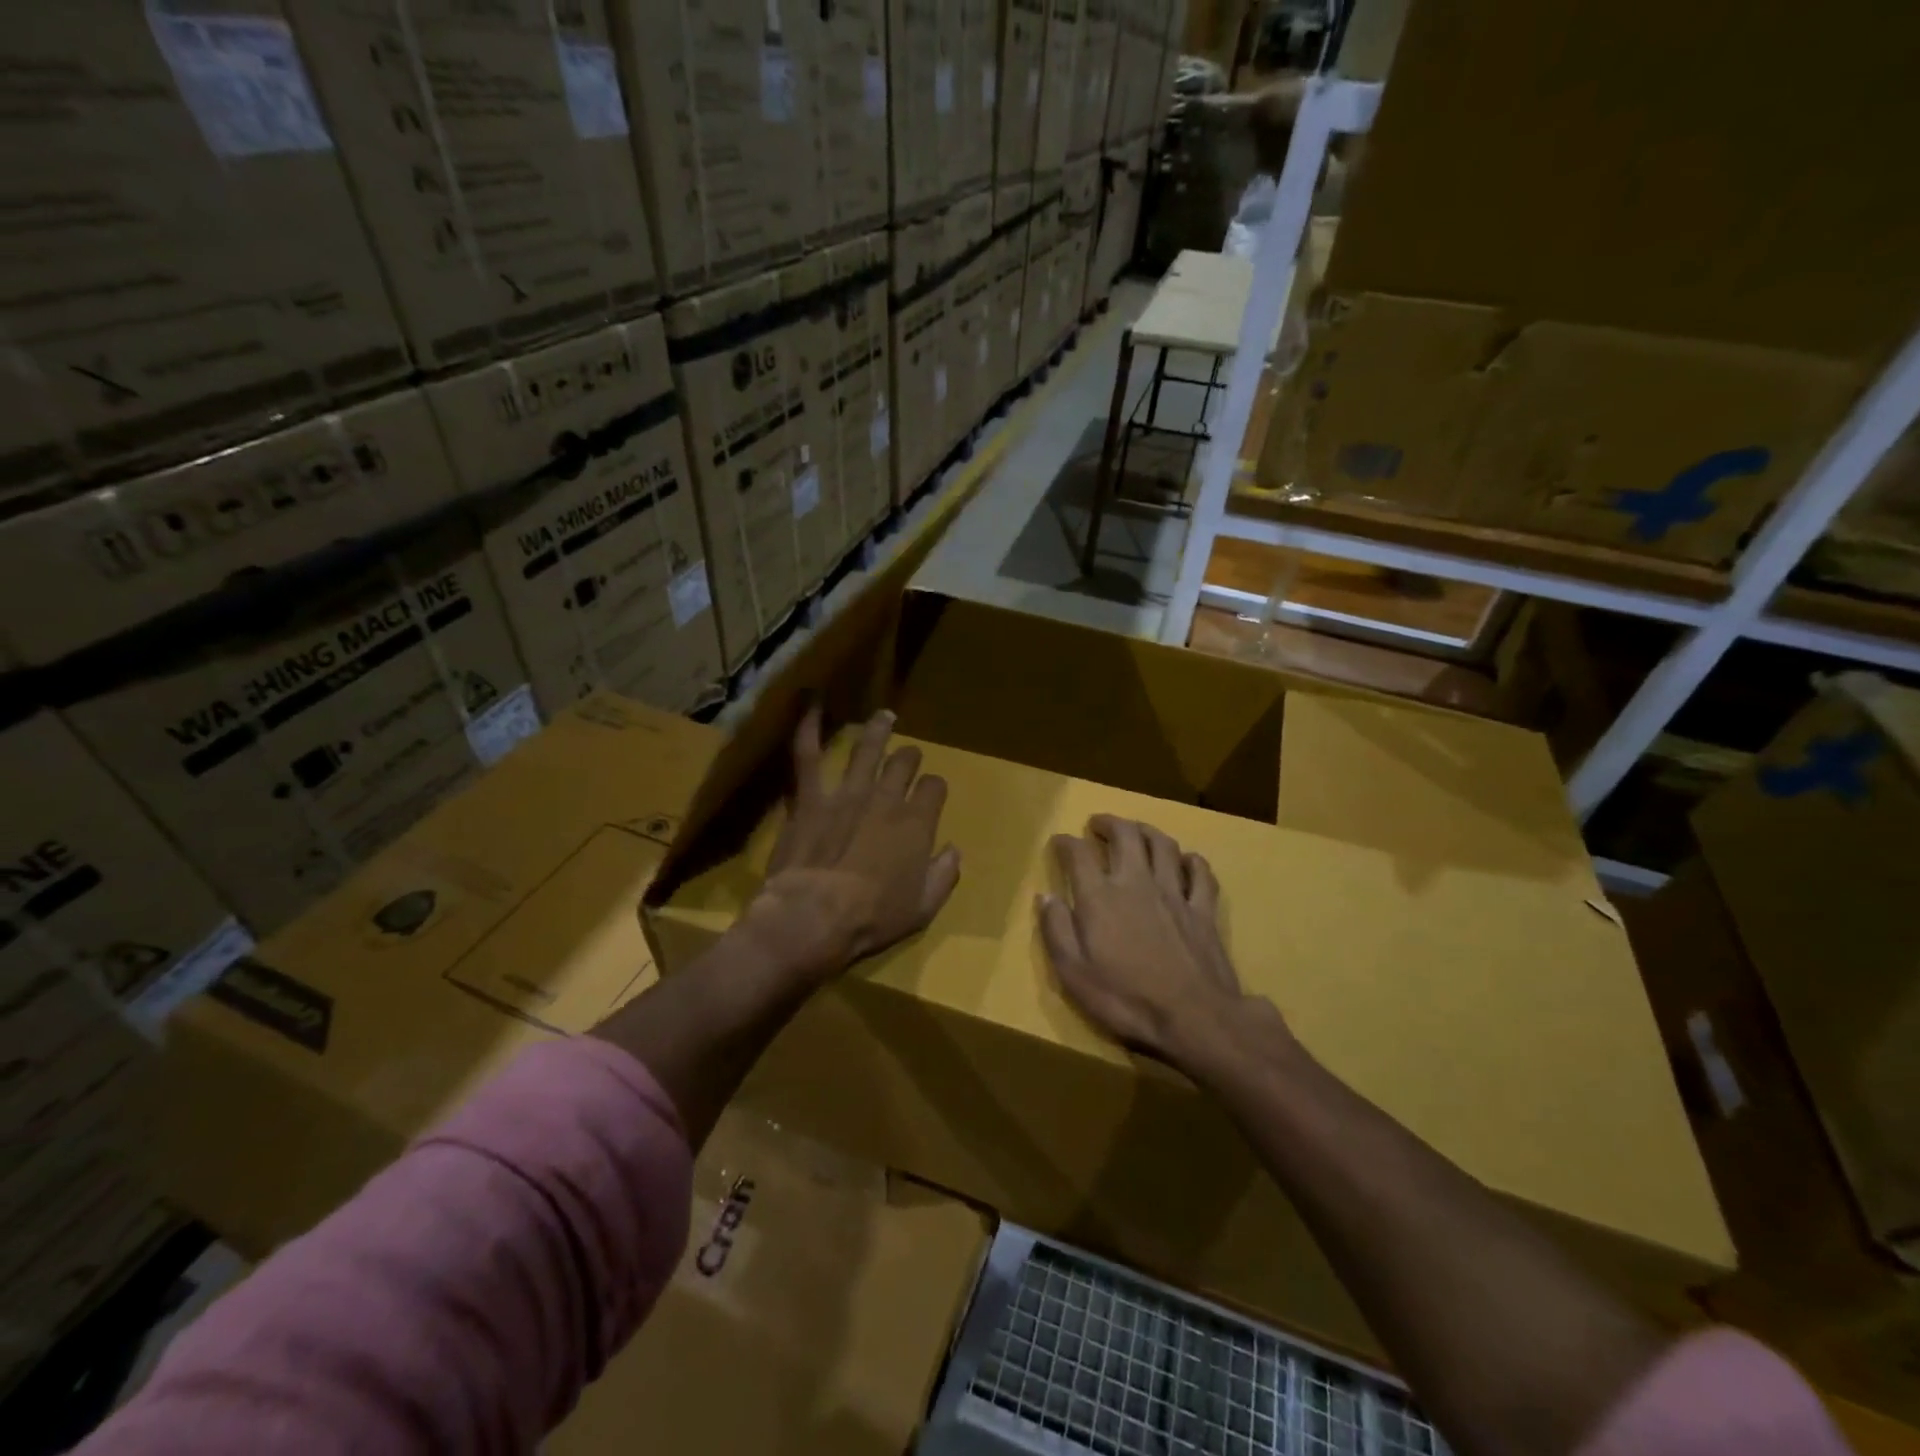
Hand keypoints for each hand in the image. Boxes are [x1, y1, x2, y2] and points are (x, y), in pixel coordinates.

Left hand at [740, 707, 960, 983]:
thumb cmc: (873, 918)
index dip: (934, 788)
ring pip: (867, 750)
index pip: (934, 788)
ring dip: (877, 731)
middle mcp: (886, 799)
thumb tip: (954, 850)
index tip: (932, 794)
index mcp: (916, 823)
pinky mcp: (811, 798)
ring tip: (884, 717)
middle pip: (904, 764)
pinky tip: (809, 703)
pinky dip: (808, 728)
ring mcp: (847, 794)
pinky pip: (808, 756)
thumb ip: (943, 875)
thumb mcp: (923, 907)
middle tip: (908, 756)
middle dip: (909, 758)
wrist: (813, 916)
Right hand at [1039, 816, 1274, 1068]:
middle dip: (1109, 823)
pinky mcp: (1203, 910)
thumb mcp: (1073, 973)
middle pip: (1125, 835)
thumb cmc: (1125, 999)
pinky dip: (1191, 861)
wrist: (1193, 1018)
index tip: (1059, 842)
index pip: (1078, 854)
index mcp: (1100, 896)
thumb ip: (1056, 930)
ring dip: (1146, 830)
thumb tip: (1045, 896)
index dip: (1065, 843)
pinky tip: (1186, 860)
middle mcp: (1136, 882)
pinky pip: (1200, 874)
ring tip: (1136, 830)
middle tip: (1098, 823)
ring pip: (1163, 845)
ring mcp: (1174, 893)